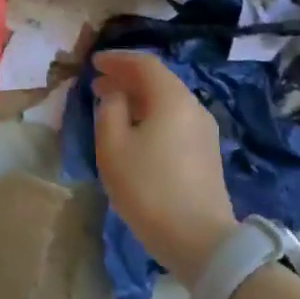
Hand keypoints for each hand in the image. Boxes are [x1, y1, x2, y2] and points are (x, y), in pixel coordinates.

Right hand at [93, 51, 235, 286]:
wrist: (199, 239)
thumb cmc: (148, 188)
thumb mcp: (113, 147)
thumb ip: (109, 111)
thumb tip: (115, 95)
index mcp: (171, 99)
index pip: (144, 64)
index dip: (117, 59)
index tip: (94, 63)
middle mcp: (193, 107)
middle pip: (159, 81)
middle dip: (127, 78)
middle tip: (98, 83)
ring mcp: (204, 131)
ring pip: (167, 101)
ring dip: (138, 98)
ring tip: (112, 106)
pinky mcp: (205, 153)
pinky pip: (175, 119)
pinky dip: (152, 114)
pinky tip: (135, 130)